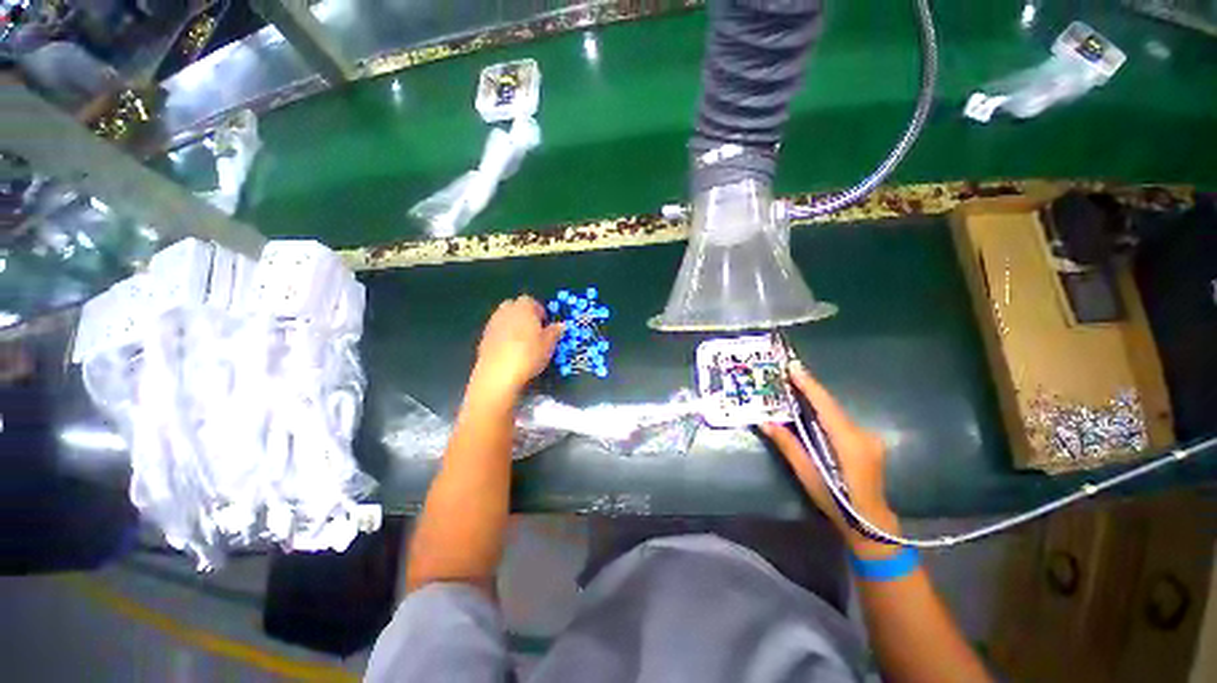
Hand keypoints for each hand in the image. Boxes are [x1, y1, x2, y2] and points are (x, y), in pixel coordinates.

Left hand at [471, 296, 563, 398]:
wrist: (498, 374)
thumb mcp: (549, 345)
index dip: (539, 311)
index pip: (531, 301)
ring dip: (513, 325)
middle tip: (534, 331)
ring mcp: (492, 324)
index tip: (545, 324)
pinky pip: (497, 331)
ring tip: (523, 342)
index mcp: (524, 308)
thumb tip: (560, 325)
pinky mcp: (483, 338)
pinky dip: (503, 337)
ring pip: (504, 318)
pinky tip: (510, 351)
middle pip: (515, 306)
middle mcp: (506, 311)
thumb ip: (554, 332)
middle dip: (524, 315)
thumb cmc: (529, 355)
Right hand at [760, 362, 900, 558]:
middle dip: (810, 389)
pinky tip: (811, 411)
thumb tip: (765, 422)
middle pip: (832, 406)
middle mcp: (862, 434)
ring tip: (795, 387)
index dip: (809, 385)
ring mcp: (869, 438)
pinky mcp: (868, 442)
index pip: (826, 406)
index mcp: (849, 442)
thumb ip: (789, 446)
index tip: (794, 367)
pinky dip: (825, 412)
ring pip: (837, 412)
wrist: (871, 524)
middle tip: (788, 374)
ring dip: (816, 400)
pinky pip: (841, 420)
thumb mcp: (808, 475)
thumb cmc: (837, 501)